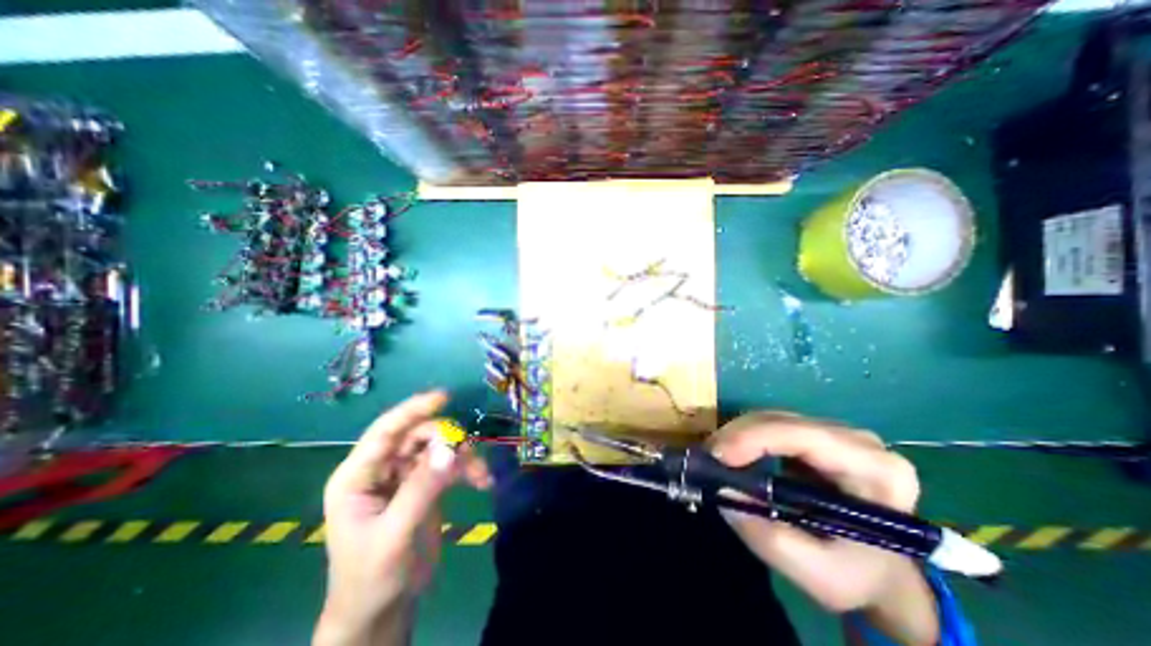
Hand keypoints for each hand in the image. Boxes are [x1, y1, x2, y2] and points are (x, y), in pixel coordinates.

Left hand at [313, 392, 489, 643]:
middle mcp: (382, 469)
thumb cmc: (373, 577)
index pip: (385, 432)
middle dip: (447, 440)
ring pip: (439, 448)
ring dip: (463, 457)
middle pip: (418, 436)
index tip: (444, 397)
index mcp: (358, 476)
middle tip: (468, 453)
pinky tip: (482, 482)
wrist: (384, 612)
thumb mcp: (395, 534)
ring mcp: (406, 477)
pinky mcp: (426, 486)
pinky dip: (468, 469)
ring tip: (480, 475)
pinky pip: (450, 465)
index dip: (413, 410)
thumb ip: (422, 488)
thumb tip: (452, 449)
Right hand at [707, 415, 939, 645]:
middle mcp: (858, 440)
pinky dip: (745, 437)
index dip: (755, 438)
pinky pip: (771, 425)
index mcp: (876, 470)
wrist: (879, 571)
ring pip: (772, 418)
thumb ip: (770, 537)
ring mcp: (835, 432)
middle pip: (783, 421)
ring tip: (716, 459)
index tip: (717, 456)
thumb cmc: (858, 575)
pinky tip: (733, 455)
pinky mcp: (814, 434)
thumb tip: (722, 491)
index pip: (805, 436)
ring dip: (738, 435)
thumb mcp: (819, 575)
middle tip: (707, 459)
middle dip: (738, 436)